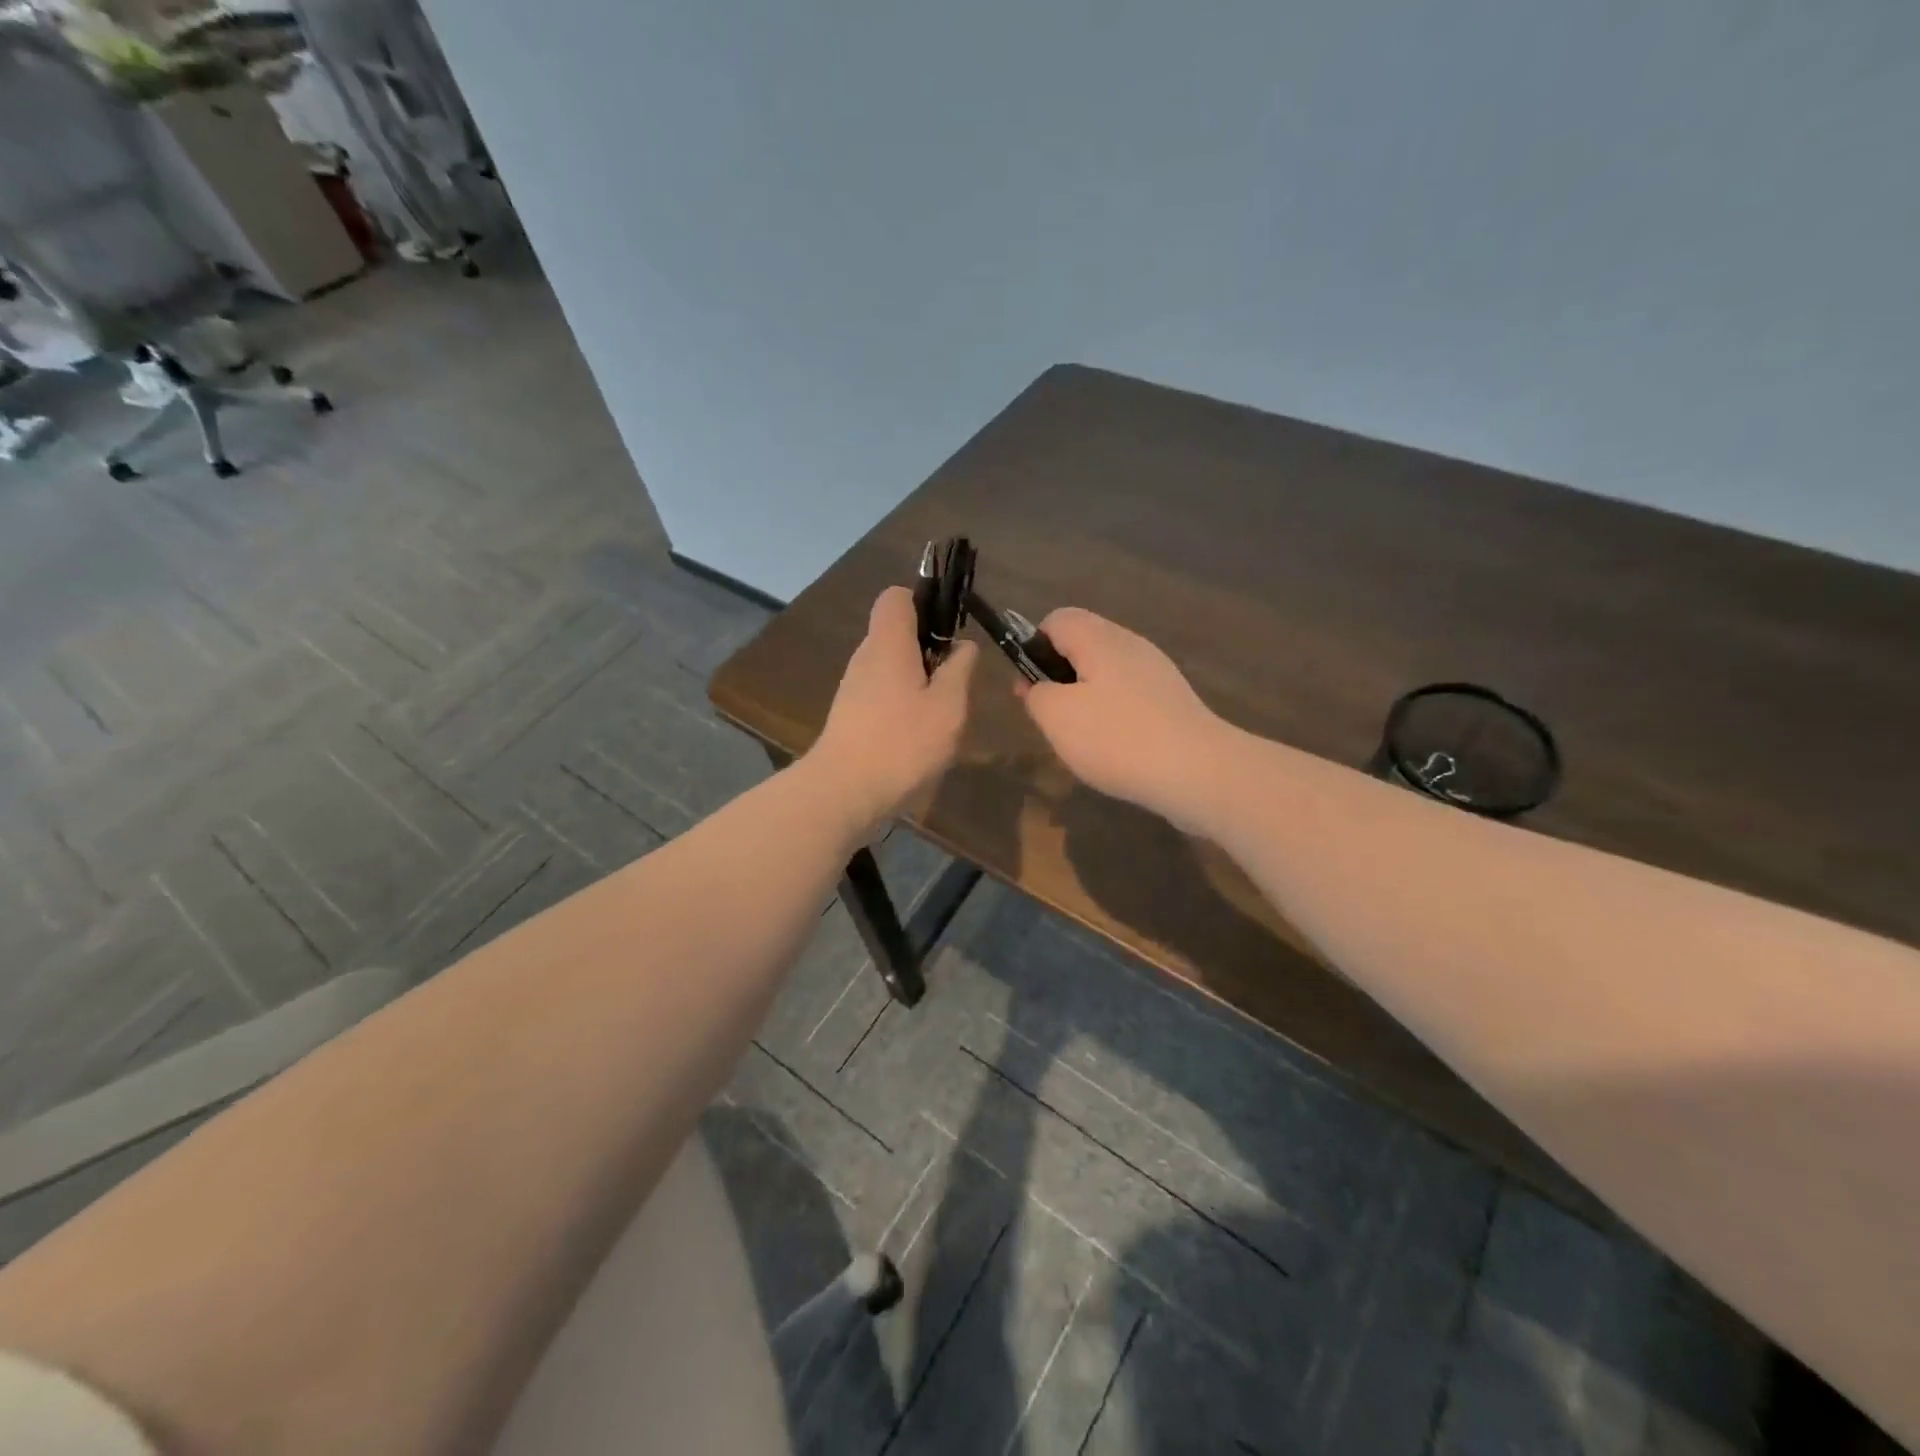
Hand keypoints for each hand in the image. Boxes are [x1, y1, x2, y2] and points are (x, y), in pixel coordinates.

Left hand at [810, 587, 977, 831]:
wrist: (844, 793)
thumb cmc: (902, 743)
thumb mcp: (948, 707)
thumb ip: (959, 670)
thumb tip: (963, 646)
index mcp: (888, 643)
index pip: (897, 596)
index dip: (925, 603)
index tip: (948, 632)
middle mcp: (866, 657)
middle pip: (897, 633)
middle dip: (929, 649)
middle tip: (955, 681)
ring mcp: (853, 687)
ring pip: (891, 667)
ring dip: (918, 682)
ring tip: (941, 715)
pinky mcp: (850, 716)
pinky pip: (882, 694)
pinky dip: (902, 705)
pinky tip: (918, 737)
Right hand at [1016, 608, 1227, 830]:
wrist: (1198, 772)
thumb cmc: (1117, 738)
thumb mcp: (1056, 717)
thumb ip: (1036, 694)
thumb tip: (1038, 686)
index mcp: (1100, 639)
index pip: (1057, 619)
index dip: (1033, 647)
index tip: (1031, 688)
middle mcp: (1131, 645)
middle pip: (1083, 646)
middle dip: (1059, 678)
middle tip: (1053, 719)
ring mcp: (1157, 673)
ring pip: (1106, 675)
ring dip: (1086, 702)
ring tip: (1082, 741)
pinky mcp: (1173, 702)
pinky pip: (1130, 698)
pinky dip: (1114, 717)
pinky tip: (1115, 751)